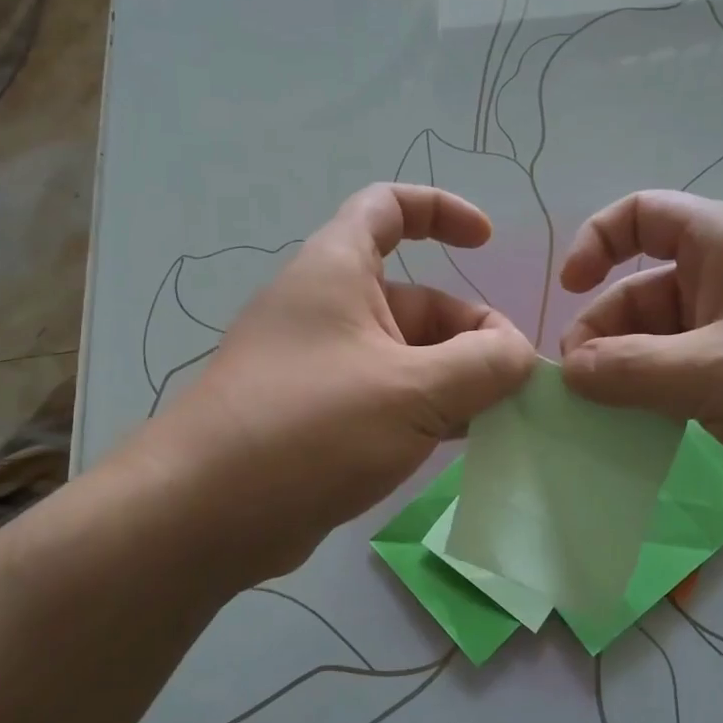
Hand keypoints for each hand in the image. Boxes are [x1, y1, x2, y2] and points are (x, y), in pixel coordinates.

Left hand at [138, 184, 536, 584]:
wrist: (203, 515)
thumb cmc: (310, 427)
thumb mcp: (413, 391)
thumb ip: (482, 365)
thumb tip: (519, 355)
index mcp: (337, 270)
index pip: (390, 207)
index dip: (442, 211)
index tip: (486, 244)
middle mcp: (326, 308)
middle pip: (416, 299)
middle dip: (469, 333)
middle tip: (510, 385)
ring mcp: (319, 365)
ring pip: (404, 355)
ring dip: (452, 379)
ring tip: (494, 419)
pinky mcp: (316, 416)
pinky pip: (384, 396)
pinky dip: (423, 410)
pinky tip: (456, 443)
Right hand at [556, 191, 722, 520]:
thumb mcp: (718, 372)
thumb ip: (632, 371)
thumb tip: (568, 372)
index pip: (640, 216)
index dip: (595, 243)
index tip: (568, 291)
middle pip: (640, 290)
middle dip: (604, 333)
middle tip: (580, 391)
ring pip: (659, 341)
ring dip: (626, 375)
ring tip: (603, 420)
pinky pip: (685, 376)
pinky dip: (656, 398)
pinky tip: (638, 435)